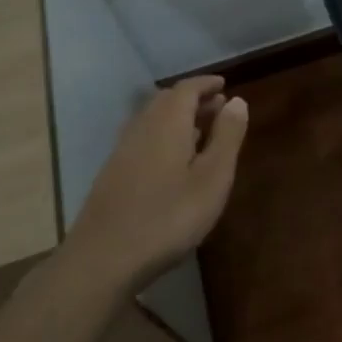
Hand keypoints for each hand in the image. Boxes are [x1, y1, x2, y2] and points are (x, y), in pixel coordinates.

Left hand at [65, 76, 248, 290]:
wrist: (104, 258)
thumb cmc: (169, 216)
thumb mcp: (212, 178)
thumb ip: (227, 137)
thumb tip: (237, 101)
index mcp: (167, 122)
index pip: (187, 89)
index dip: (206, 84)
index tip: (224, 85)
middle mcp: (141, 127)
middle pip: (166, 100)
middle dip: (193, 99)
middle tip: (218, 107)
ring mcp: (123, 150)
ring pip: (152, 119)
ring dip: (177, 117)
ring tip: (201, 131)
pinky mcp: (113, 173)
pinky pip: (143, 138)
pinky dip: (163, 135)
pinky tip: (174, 160)